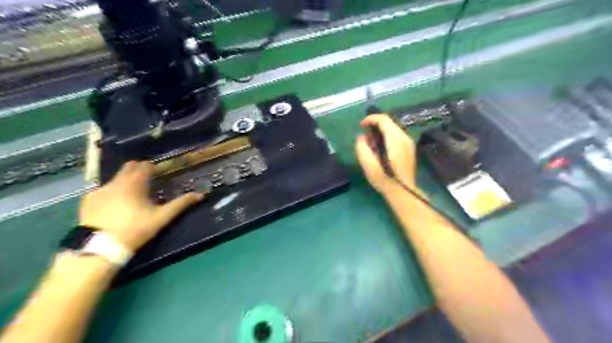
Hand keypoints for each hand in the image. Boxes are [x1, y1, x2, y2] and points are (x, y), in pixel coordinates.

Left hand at [78, 161, 201, 251]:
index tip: (160, 172)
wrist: (99, 247)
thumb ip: (181, 204)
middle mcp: (116, 181)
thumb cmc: (136, 229)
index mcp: (135, 183)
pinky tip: (114, 204)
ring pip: (116, 178)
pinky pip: (103, 189)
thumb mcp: (162, 217)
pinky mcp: (88, 200)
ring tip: (133, 194)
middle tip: (149, 180)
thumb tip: (200, 195)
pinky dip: (112, 191)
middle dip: (139, 170)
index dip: (154, 167)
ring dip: (126, 180)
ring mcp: (100, 190)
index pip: (146, 166)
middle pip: (129, 167)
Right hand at [354, 113, 415, 195]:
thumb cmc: (384, 180)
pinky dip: (386, 138)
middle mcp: (404, 138)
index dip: (370, 119)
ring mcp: (409, 143)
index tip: (360, 126)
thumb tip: (361, 137)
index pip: (384, 119)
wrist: (403, 192)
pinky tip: (380, 150)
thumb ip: (362, 148)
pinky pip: (396, 136)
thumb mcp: (368, 165)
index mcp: (395, 140)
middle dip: (374, 126)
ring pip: (392, 129)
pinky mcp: (409, 148)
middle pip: (388, 122)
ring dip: (380, 133)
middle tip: (365, 139)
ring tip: (371, 146)